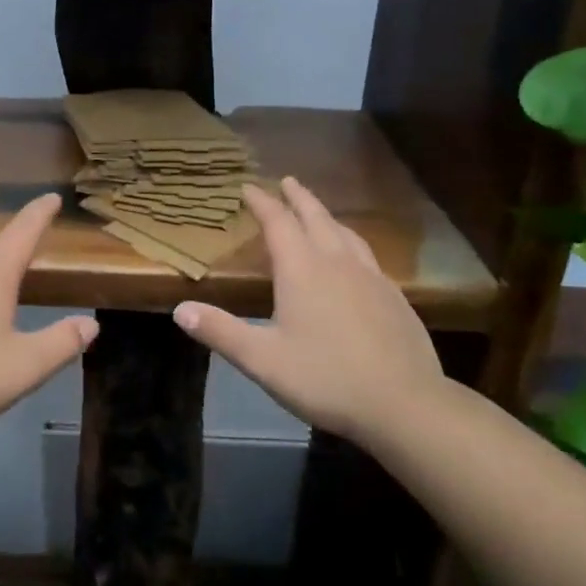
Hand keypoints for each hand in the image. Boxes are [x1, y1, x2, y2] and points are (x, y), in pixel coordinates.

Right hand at [172, 177, 443, 438]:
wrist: (406, 405)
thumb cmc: (326, 378)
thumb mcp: (263, 359)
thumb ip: (221, 332)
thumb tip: (180, 309)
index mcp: (302, 269)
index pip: (277, 223)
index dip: (262, 202)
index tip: (248, 187)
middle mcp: (337, 263)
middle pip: (316, 217)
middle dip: (298, 197)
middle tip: (287, 181)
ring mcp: (371, 277)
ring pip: (345, 233)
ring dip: (326, 216)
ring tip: (318, 213)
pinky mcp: (394, 297)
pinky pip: (366, 255)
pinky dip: (350, 242)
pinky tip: (354, 260)